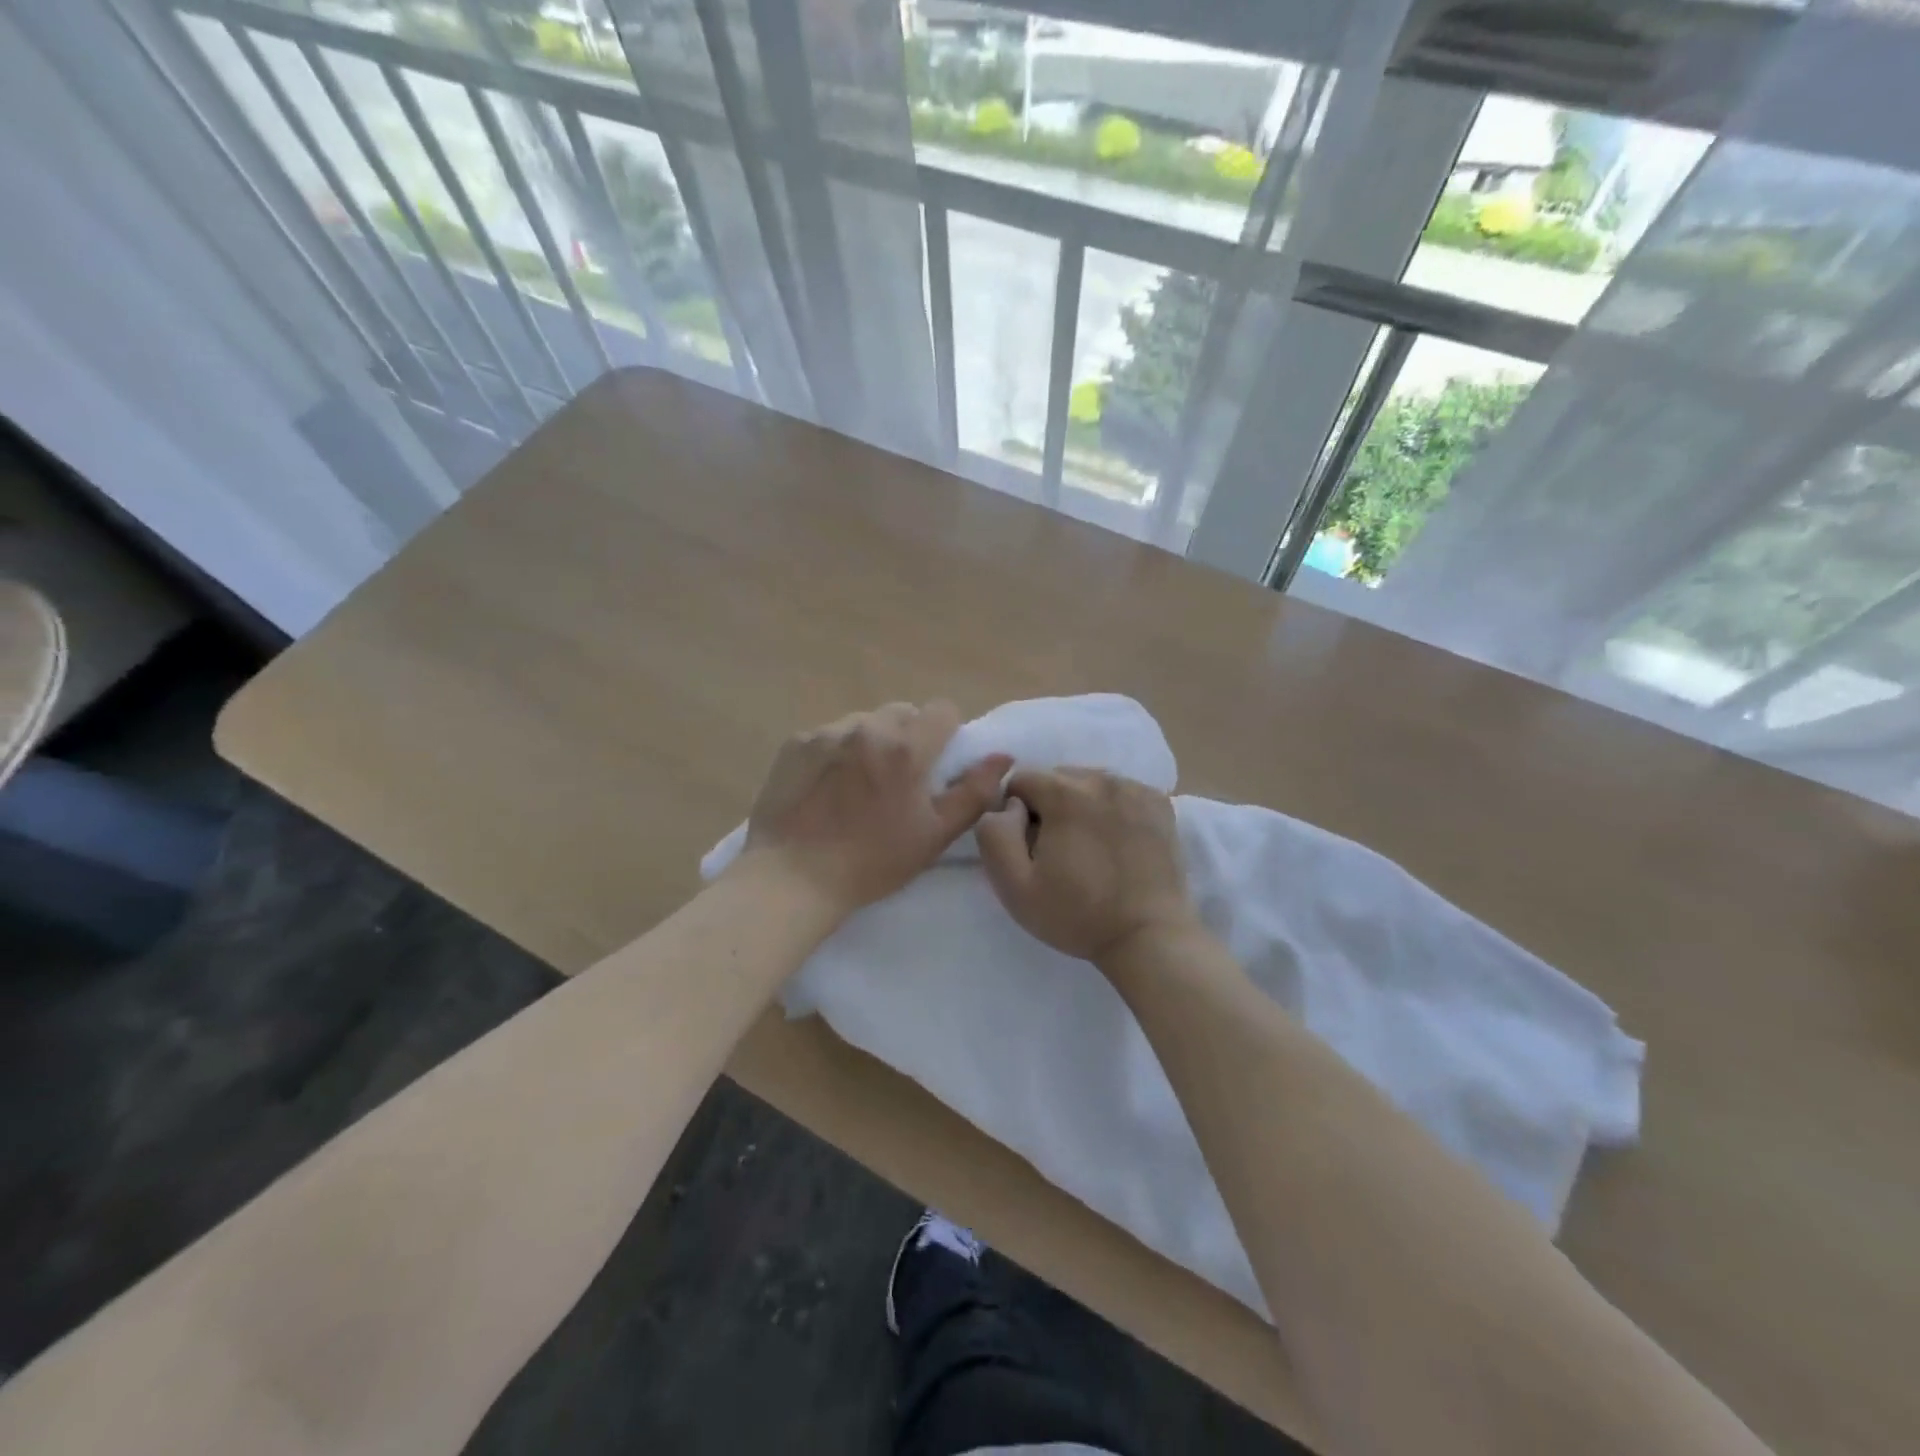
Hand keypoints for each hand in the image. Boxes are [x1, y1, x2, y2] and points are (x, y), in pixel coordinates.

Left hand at [739, 701, 1011, 920]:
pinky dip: (836, 752)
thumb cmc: (872, 862)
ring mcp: (827, 732)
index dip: (945, 735)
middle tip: (897, 780)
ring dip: (871, 743)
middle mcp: (867, 727)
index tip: (935, 767)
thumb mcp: (934, 834)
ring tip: (857, 786)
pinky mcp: (796, 743)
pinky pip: (830, 735)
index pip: (942, 710)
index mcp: (906, 748)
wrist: (792, 878)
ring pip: (864, 722)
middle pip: (902, 713)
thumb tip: (1003, 757)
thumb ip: (974, 792)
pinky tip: (825, 789)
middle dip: (908, 738)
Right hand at [976, 769, 1197, 965]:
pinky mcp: (1159, 804)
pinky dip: (1111, 809)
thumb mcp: (1014, 886)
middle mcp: (1102, 779)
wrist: (1149, 938)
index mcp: (1065, 793)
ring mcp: (1136, 789)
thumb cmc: (1077, 915)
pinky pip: (1120, 793)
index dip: (1016, 814)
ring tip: (1089, 850)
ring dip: (1080, 806)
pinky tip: (1116, 844)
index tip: (1030, 848)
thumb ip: (995, 834)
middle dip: (1048, 807)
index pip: (1021, 780)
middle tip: (1059, 852)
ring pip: (1089, 783)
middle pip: (1056, 778)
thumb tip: (1007, 805)